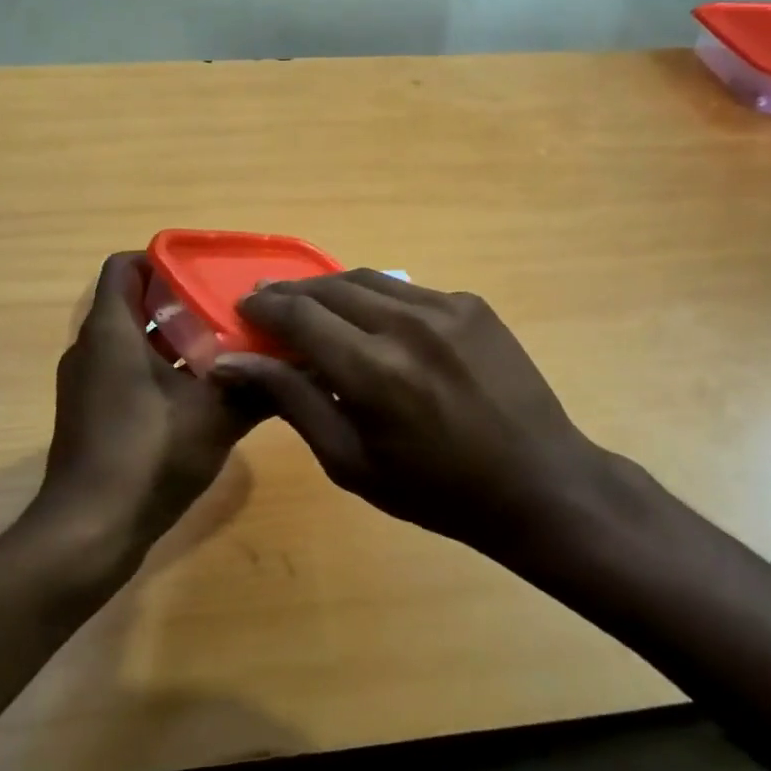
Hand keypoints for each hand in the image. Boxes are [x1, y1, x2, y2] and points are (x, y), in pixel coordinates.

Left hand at [34, 253, 264, 557]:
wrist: (89, 532)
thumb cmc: (148, 455)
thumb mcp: (216, 416)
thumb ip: (259, 385)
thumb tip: (305, 361)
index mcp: (110, 331)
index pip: (125, 266)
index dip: (163, 260)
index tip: (206, 273)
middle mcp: (91, 349)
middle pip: (134, 303)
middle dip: (182, 302)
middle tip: (230, 309)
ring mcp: (87, 384)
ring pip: (132, 342)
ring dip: (174, 340)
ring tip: (226, 346)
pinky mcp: (92, 414)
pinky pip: (126, 373)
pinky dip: (160, 371)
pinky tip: (203, 393)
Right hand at [209, 271, 642, 555]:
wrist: (538, 483)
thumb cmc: (436, 491)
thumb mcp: (350, 461)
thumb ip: (291, 401)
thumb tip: (232, 363)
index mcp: (373, 371)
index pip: (298, 316)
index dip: (263, 308)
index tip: (242, 310)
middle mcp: (406, 324)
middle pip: (328, 287)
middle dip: (290, 293)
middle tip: (268, 306)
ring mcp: (446, 307)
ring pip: (367, 280)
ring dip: (330, 290)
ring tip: (312, 308)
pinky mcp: (472, 304)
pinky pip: (407, 291)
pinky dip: (377, 301)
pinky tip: (374, 324)